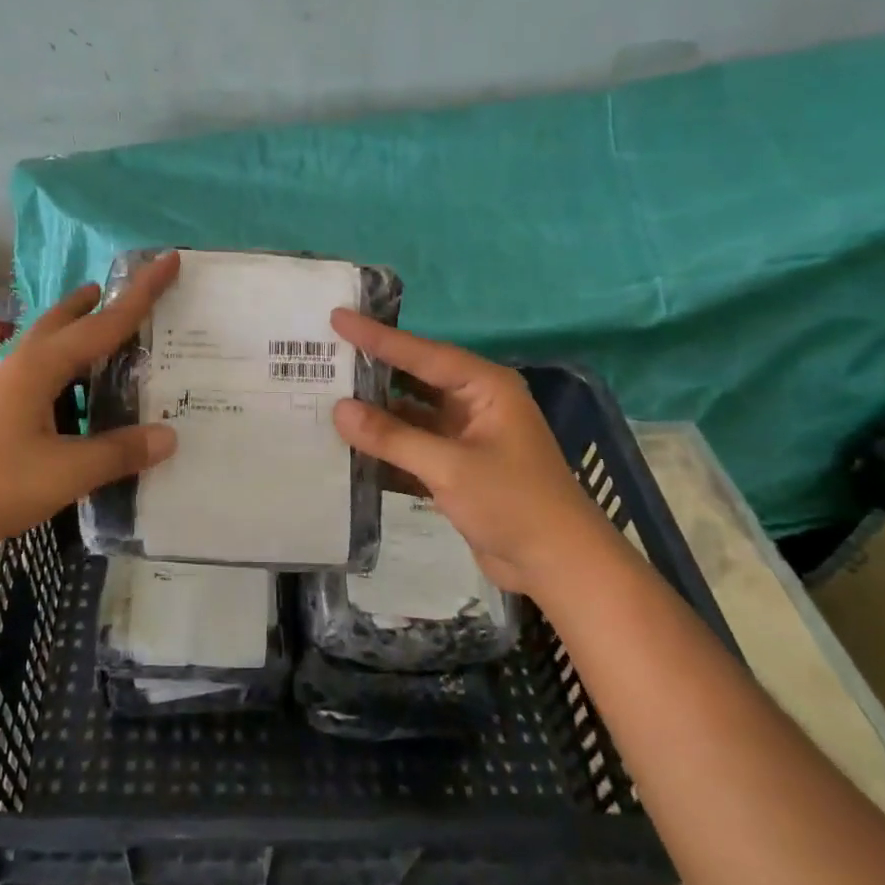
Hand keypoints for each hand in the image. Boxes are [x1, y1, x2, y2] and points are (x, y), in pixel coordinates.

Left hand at [0, 253, 180, 553]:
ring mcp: (0, 388)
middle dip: (96, 304)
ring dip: (77, 335)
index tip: (170, 258)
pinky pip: (38, 376)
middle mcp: (21, 366)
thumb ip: (117, 453)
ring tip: (104, 342)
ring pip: (47, 347)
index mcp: (43, 366)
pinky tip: (70, 402)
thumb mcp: (63, 472)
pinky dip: (64, 372)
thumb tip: (169, 435)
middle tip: (124, 295)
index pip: (105, 322)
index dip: (142, 293)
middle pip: (64, 320)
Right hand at [329, 309, 614, 596]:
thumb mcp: (450, 467)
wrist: (558, 566)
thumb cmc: (513, 504)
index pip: (422, 354)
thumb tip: (339, 410)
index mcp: (485, 387)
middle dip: (373, 371)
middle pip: (414, 379)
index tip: (338, 318)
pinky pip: (413, 447)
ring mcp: (465, 437)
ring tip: (326, 400)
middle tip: (326, 355)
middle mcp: (475, 404)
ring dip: (375, 414)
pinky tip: (349, 447)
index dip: (377, 337)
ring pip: (410, 416)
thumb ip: (392, 437)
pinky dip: (386, 447)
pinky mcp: (457, 468)